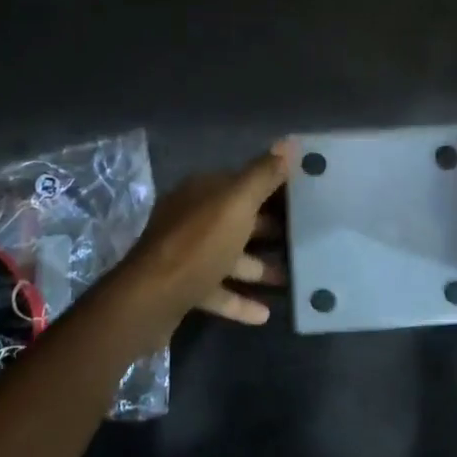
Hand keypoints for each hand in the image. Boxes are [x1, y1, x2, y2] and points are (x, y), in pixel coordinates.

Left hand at [114, 142, 290, 334]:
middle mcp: (191, 218)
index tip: (304, 199)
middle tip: (305, 240)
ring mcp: (185, 254)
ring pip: (229, 256)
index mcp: (202, 192)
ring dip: (258, 268)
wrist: (151, 298)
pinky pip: (218, 291)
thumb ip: (263, 175)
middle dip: (268, 229)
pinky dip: (239, 300)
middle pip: (237, 220)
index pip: (242, 182)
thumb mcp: (237, 203)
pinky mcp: (183, 287)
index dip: (272, 188)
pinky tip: (265, 315)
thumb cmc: (198, 244)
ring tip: (291, 279)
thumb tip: (290, 142)